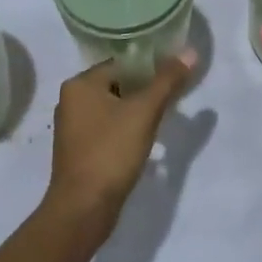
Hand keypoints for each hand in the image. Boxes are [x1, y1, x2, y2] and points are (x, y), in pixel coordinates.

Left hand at [44, 49, 196, 236]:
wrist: (82, 210)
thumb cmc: (111, 152)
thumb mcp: (144, 112)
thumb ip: (167, 80)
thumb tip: (190, 51)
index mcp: (80, 84)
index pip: (122, 64)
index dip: (150, 68)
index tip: (174, 78)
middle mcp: (71, 100)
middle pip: (117, 85)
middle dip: (145, 91)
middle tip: (172, 100)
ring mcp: (72, 128)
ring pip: (112, 108)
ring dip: (136, 112)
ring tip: (161, 121)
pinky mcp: (78, 151)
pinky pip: (106, 129)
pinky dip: (124, 130)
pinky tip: (143, 142)